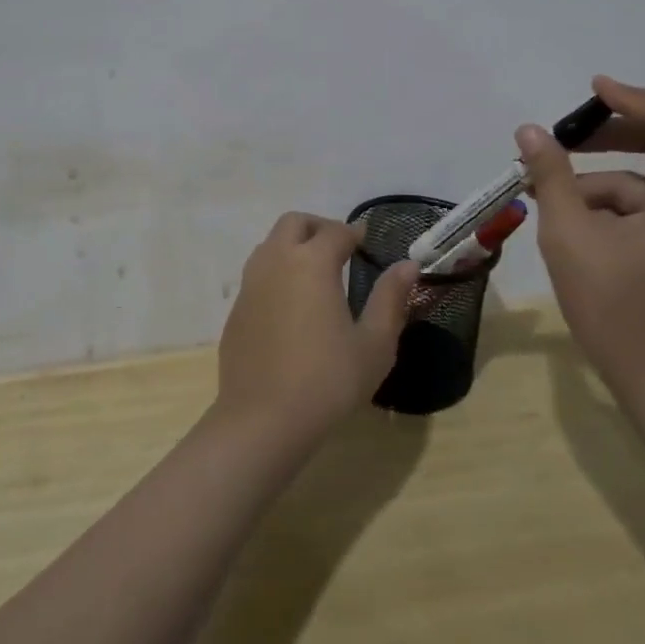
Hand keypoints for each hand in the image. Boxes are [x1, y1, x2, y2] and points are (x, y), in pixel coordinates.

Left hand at [212, 212, 418, 447]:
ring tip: (315, 273)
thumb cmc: (328, 381)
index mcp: (312, 262)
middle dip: (318, 227)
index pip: (336, 232)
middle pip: (294, 223)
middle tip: (339, 248)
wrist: (263, 420)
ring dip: (293, 246)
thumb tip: (408, 265)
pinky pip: (257, 275)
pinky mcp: (236, 310)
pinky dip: (276, 273)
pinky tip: (291, 305)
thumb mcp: (374, 344)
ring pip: (270, 245)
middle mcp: (277, 262)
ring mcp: (250, 285)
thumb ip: (391, 298)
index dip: (354, 232)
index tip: (366, 241)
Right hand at [516, 77, 644, 409]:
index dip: (631, 96)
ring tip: (552, 203)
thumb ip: (552, 177)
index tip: (589, 93)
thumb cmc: (617, 313)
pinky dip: (615, 207)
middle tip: (560, 144)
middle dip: (609, 138)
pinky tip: (577, 228)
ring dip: (601, 183)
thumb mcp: (571, 238)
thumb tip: (530, 132)